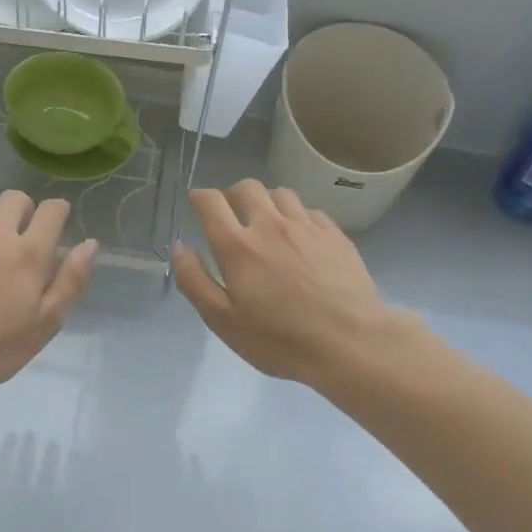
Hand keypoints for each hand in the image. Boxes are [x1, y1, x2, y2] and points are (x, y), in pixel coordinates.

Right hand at [173, 181, 407, 385]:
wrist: (352, 344)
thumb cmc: (280, 339)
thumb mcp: (223, 321)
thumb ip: (195, 281)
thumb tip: (179, 247)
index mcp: (237, 245)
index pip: (211, 201)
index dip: (199, 197)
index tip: (196, 204)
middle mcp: (270, 225)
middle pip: (246, 187)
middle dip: (232, 195)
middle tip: (231, 216)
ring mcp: (306, 227)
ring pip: (280, 194)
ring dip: (266, 203)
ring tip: (266, 224)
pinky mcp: (335, 235)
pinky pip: (309, 211)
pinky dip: (297, 217)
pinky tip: (299, 238)